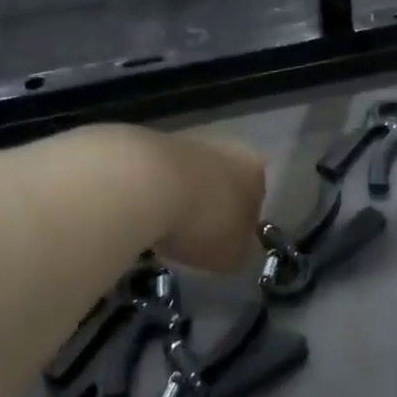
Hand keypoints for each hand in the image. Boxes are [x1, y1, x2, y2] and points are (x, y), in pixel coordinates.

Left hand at [149, 132, 266, 273]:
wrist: (143, 184)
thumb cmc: (203, 222)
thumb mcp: (233, 255)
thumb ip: (241, 250)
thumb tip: (238, 246)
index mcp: (256, 171)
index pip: (256, 200)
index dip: (241, 225)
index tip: (224, 244)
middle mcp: (227, 148)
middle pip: (222, 183)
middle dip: (210, 207)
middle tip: (193, 237)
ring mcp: (187, 142)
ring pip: (190, 176)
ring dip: (180, 199)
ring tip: (161, 229)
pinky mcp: (149, 142)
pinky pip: (158, 175)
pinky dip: (152, 193)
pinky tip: (139, 214)